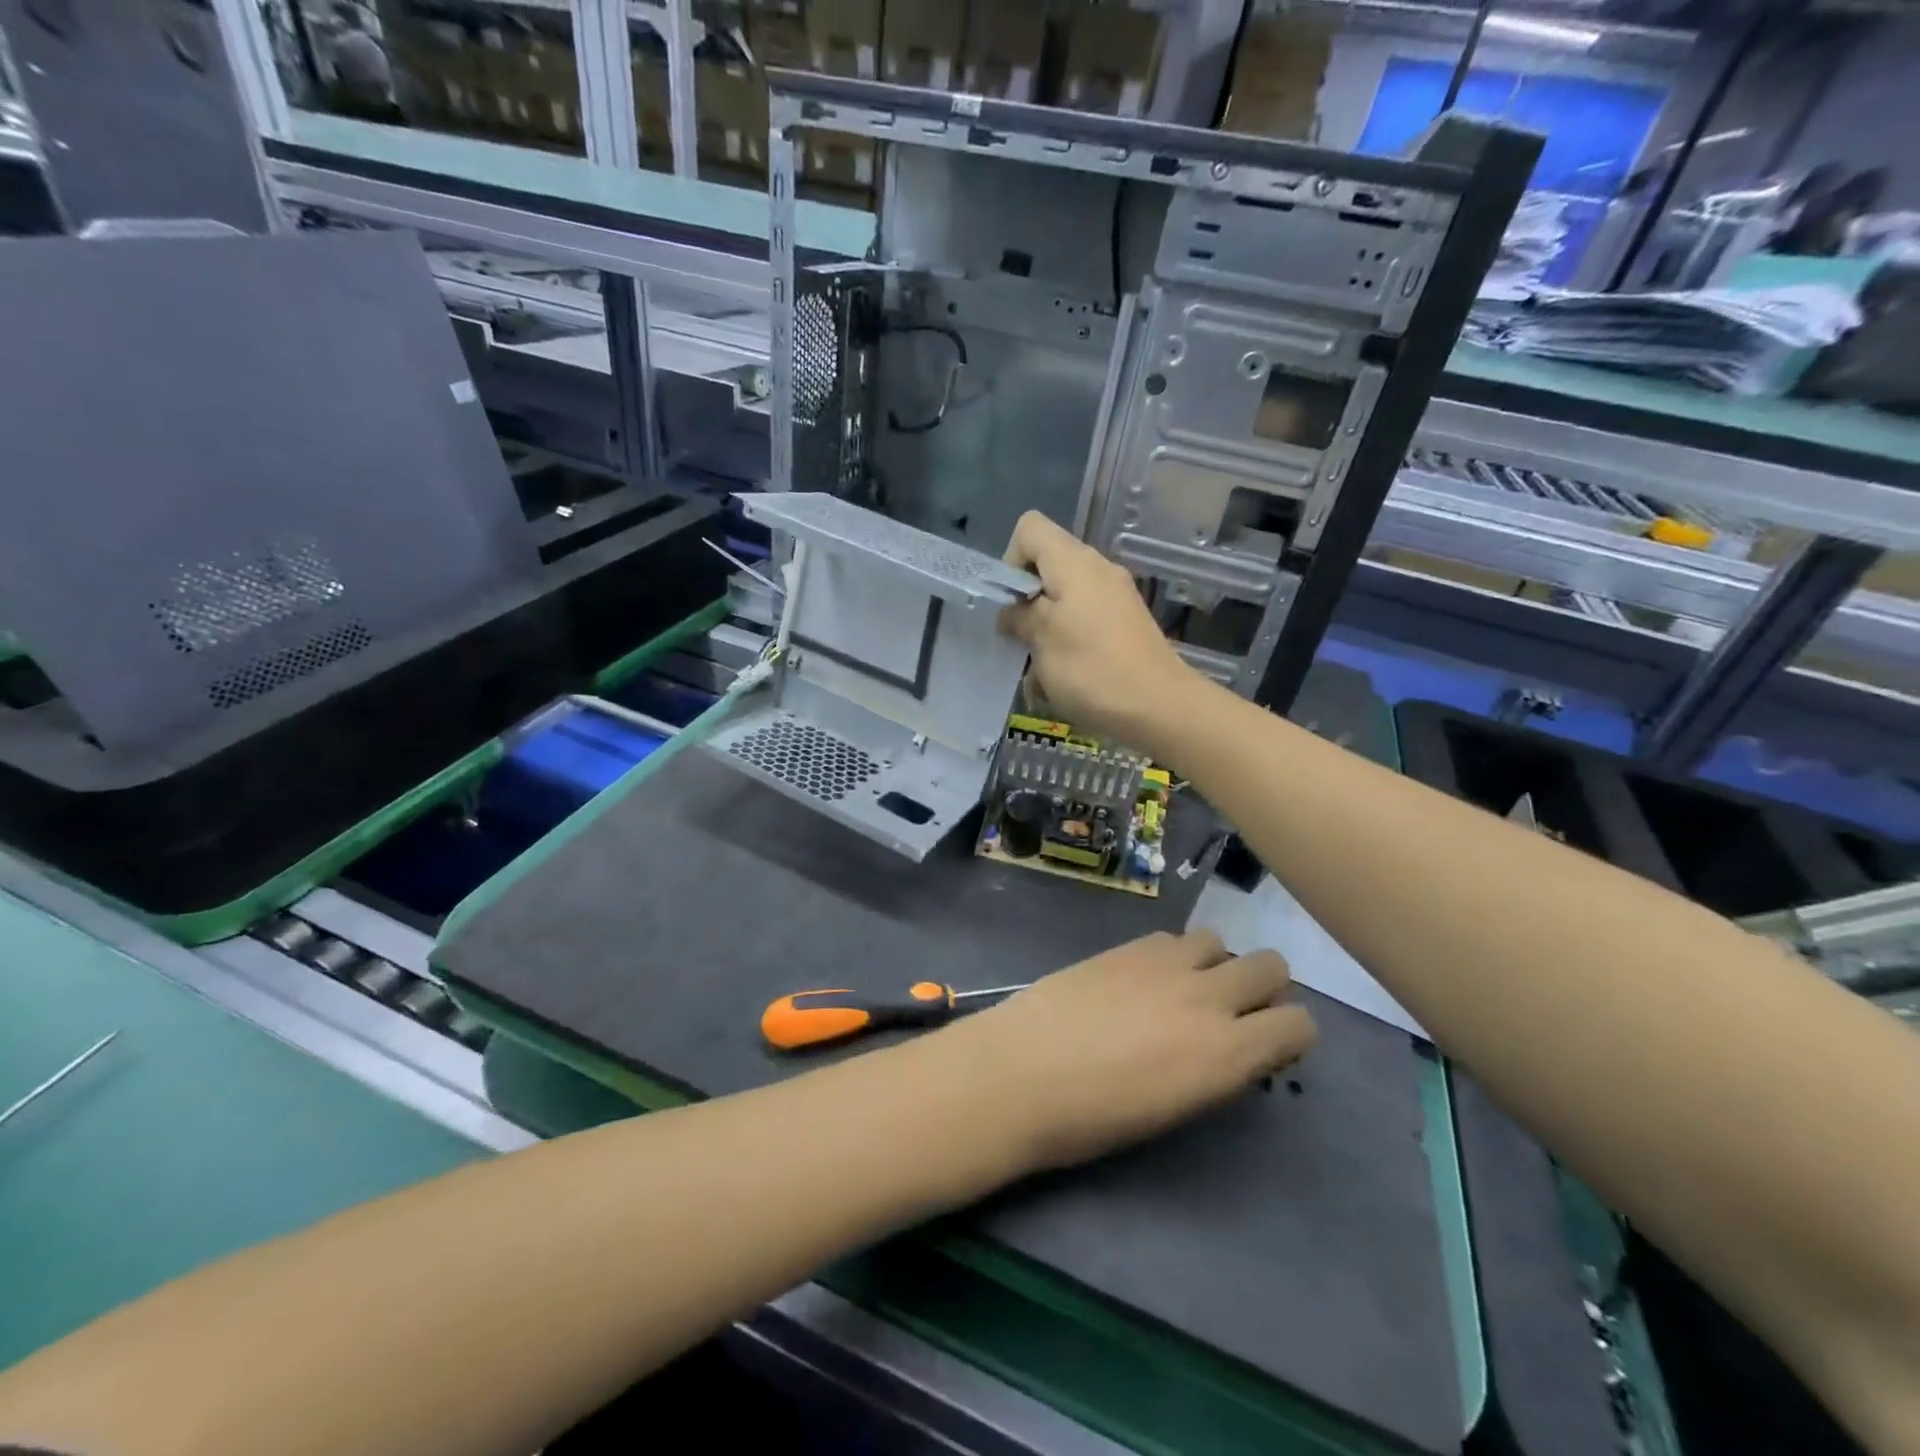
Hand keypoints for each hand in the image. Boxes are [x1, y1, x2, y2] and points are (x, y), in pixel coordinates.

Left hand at [939, 929, 1317, 1172]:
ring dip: (1215, 962)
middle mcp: (1208, 998)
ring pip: (1220, 940)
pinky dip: (1174, 954)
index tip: (1270, 1045)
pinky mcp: (1128, 945)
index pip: (1298, 1024)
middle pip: (1271, 966)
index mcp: (1228, 1053)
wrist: (1023, 1072)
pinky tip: (1145, 977)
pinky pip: (1173, 937)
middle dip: (1264, 986)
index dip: (1291, 1033)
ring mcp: (1166, 963)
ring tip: (1185, 987)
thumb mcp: (1176, 1109)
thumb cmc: (1095, 1119)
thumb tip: (1234, 1051)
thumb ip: (1217, 1071)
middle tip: (1234, 1010)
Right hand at [999, 511, 1198, 752]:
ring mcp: (1115, 598)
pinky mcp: (1125, 625)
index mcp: (1074, 562)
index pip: (1030, 529)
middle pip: (1046, 567)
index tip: (1011, 603)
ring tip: (1038, 674)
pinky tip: (1061, 683)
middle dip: (1025, 603)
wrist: (1160, 707)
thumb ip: (1019, 617)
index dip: (1010, 560)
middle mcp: (1097, 570)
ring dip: (1043, 633)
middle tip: (1019, 641)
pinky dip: (1066, 645)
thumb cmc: (1092, 668)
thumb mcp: (1042, 640)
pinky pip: (1083, 623)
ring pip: (1062, 602)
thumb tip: (1011, 612)